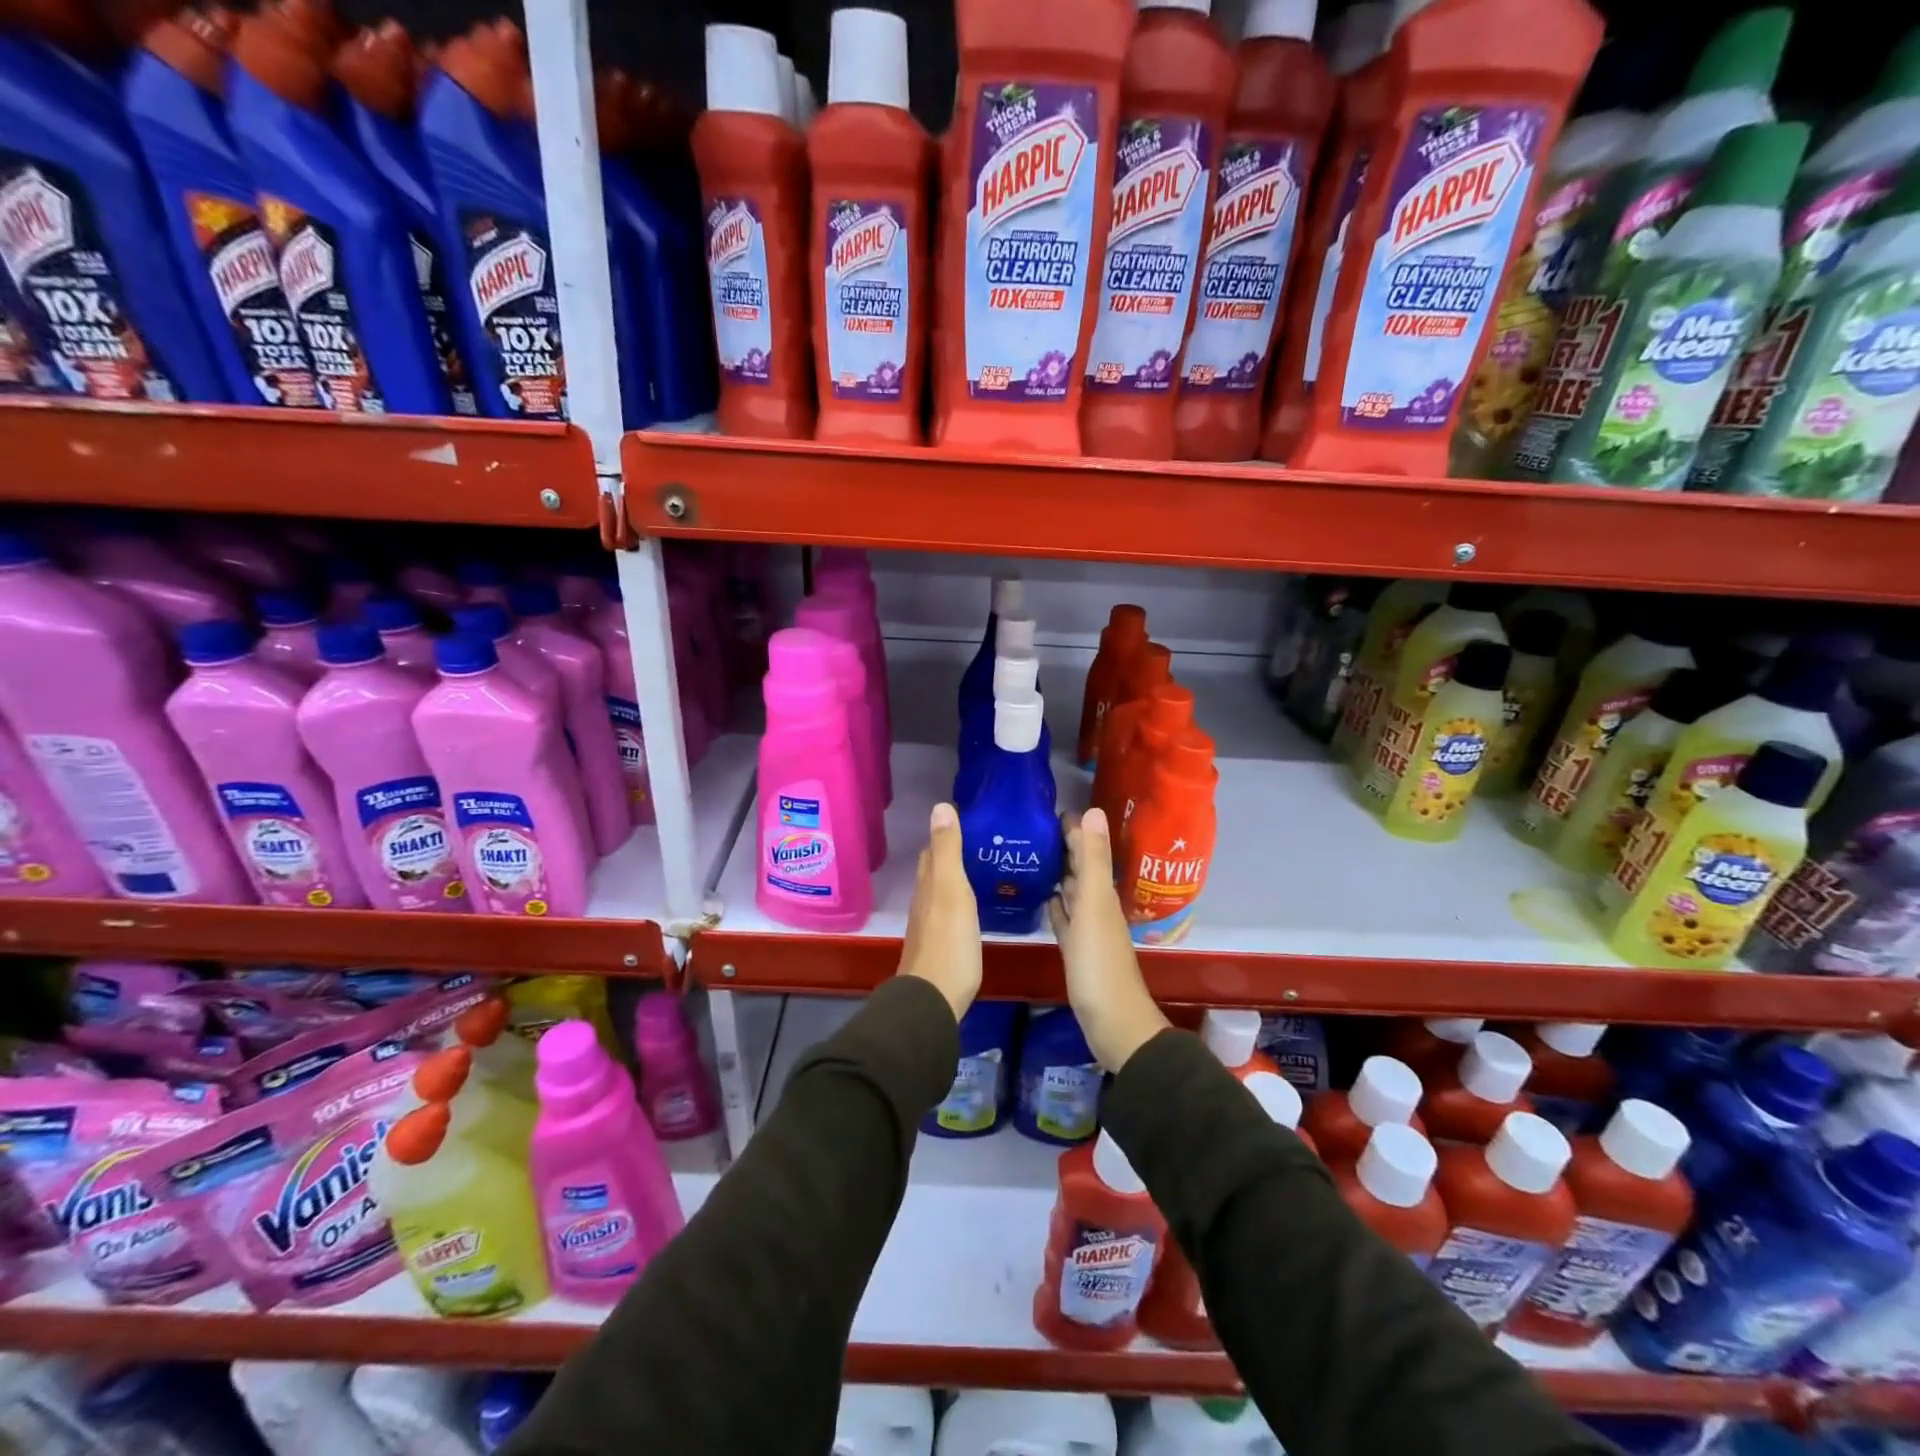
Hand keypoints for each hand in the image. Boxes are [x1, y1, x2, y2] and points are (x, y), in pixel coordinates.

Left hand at [899, 803, 981, 1018]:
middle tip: (980, 841)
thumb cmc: (949, 942)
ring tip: (983, 868)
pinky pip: (949, 912)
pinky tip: (974, 905)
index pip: (932, 850)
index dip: (945, 833)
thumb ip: (947, 851)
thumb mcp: (952, 890)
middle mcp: (925, 901)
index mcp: (929, 884)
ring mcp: (930, 925)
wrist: (933, 998)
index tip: (968, 819)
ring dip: (956, 877)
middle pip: (934, 869)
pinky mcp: (940, 945)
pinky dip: (959, 900)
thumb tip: (940, 807)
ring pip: (941, 891)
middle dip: (950, 853)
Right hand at [1049, 808, 1166, 1071]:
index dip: (1073, 829)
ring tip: (1035, 856)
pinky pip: (1066, 919)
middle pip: (1080, 868)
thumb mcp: (1094, 905)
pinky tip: (1046, 899)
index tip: (1048, 809)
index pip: (1087, 850)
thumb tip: (1094, 810)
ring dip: (1059, 874)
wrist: (1112, 1023)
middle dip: (1064, 847)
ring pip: (1073, 892)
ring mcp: (1087, 929)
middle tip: (1034, 828)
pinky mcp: (1077, 950)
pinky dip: (1057, 906)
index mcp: (1101, 892)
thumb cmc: (1099, 963)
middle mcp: (1097, 906)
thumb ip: (1094, 860)